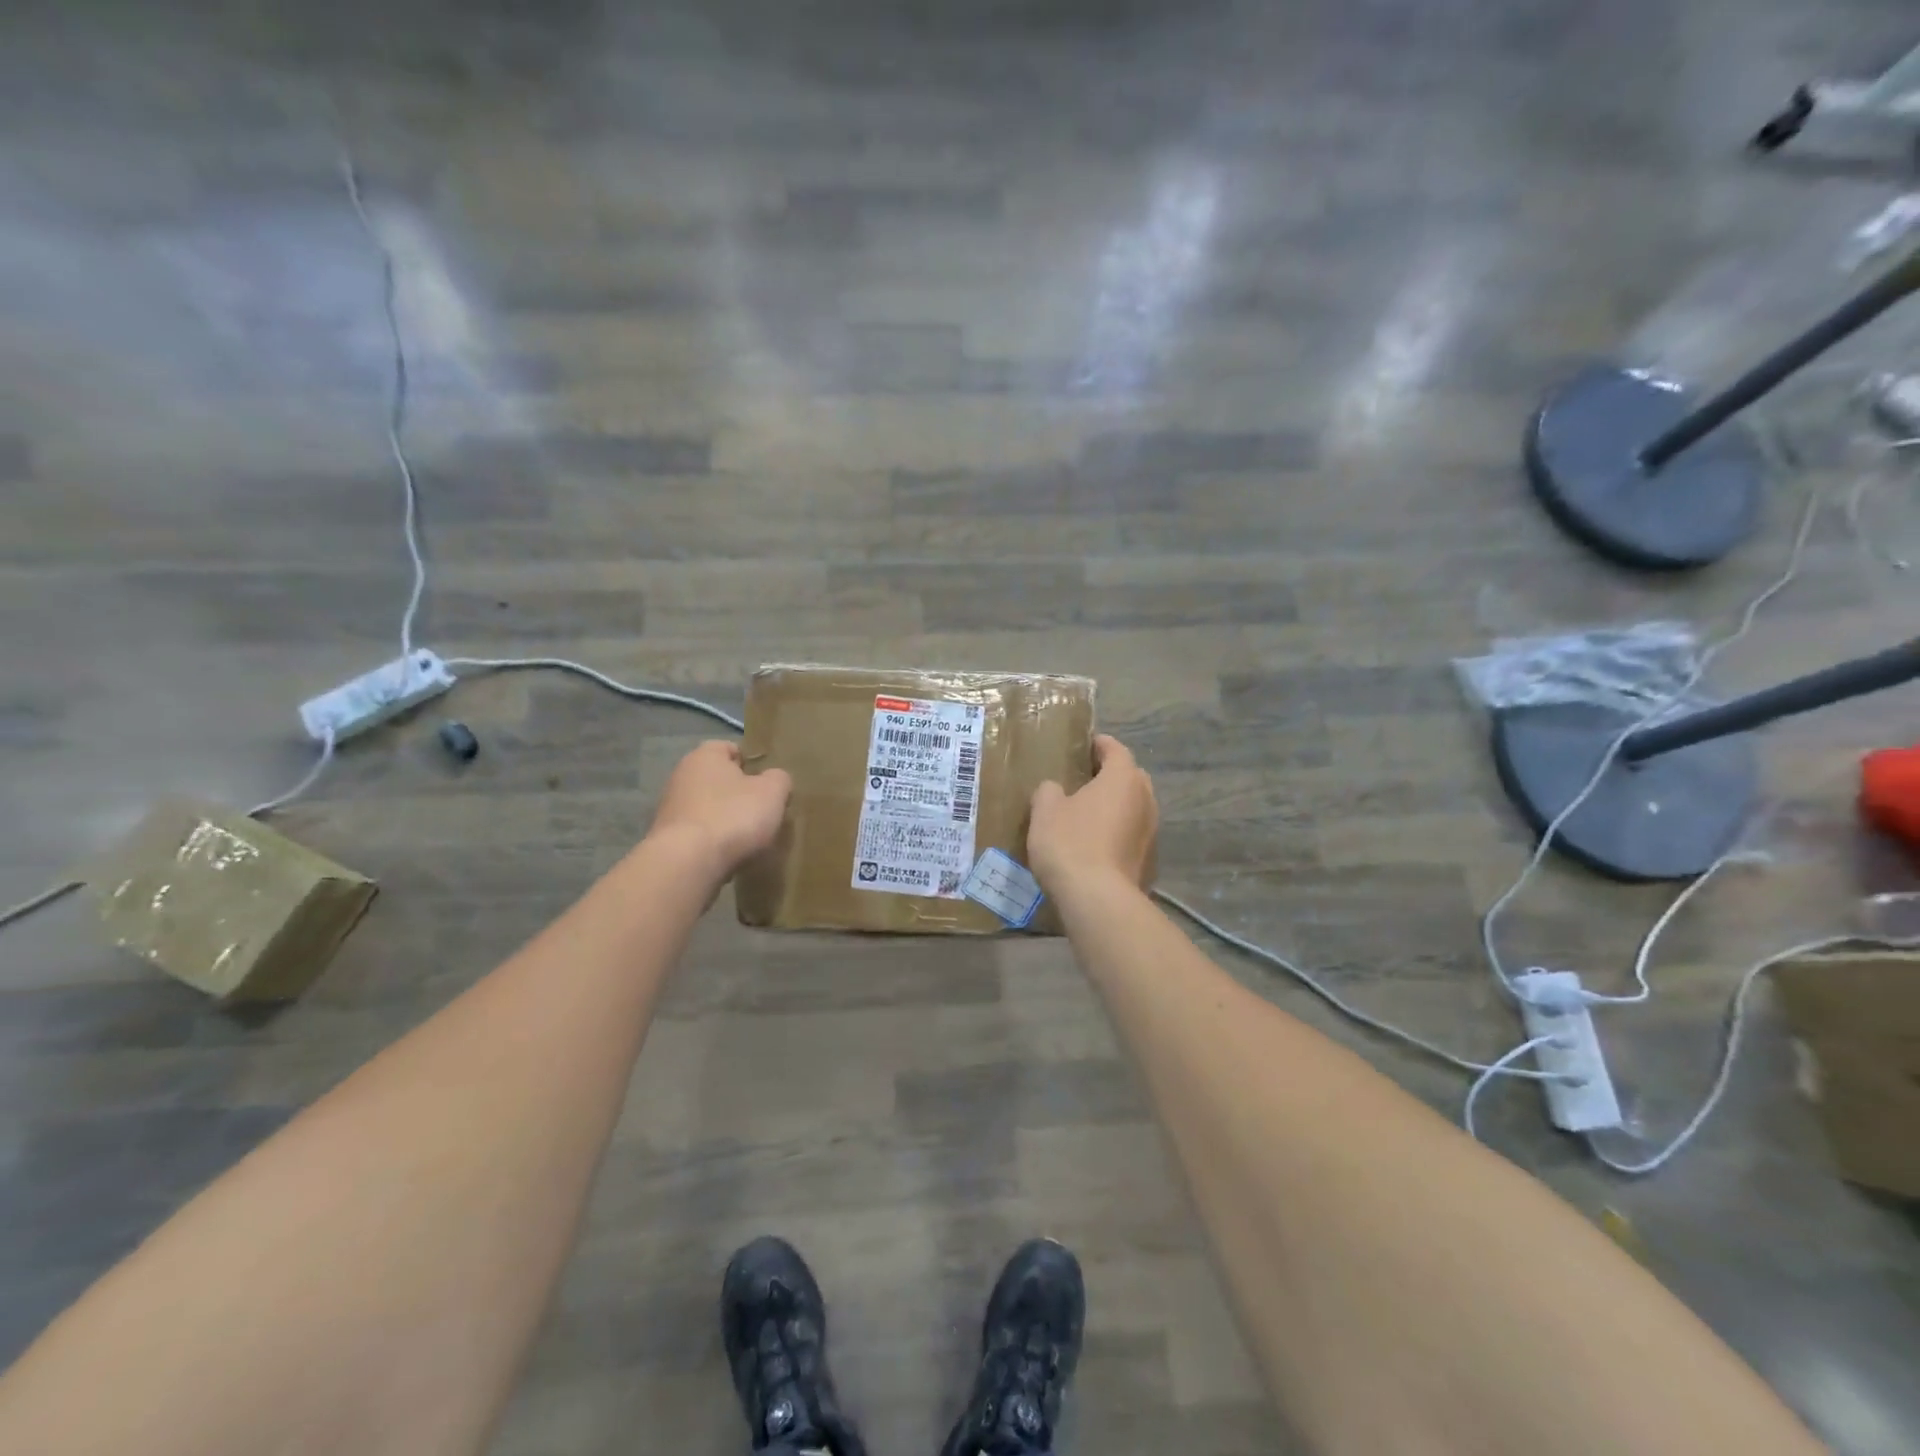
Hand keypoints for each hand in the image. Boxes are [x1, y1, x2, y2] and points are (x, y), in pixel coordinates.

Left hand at [647, 741, 791, 880]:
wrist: (688, 864)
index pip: (731, 748)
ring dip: (726, 820)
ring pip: (709, 808)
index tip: (769, 782)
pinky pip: (699, 834)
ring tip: (749, 837)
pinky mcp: (667, 839)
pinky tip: (729, 855)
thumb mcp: (772, 792)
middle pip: (719, 780)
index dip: (752, 763)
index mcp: (705, 756)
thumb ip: (779, 779)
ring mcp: (670, 809)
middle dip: (740, 794)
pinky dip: (714, 841)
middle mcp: (681, 776)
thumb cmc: (733, 816)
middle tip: (764, 810)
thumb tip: (775, 779)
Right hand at [1027, 734, 1156, 896]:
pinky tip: (1098, 846)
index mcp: (1123, 778)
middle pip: (1131, 777)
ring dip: (1117, 807)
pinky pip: (1133, 836)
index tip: (1085, 745)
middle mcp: (1146, 800)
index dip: (1100, 745)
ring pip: (1135, 808)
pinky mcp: (1151, 861)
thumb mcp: (1045, 810)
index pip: (1116, 750)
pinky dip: (1119, 834)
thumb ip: (1049, 791)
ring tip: (1090, 814)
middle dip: (1112, 775)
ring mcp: (1153, 832)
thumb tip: (1056, 790)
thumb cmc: (1070, 843)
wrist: (1098, 899)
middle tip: (1085, 780)